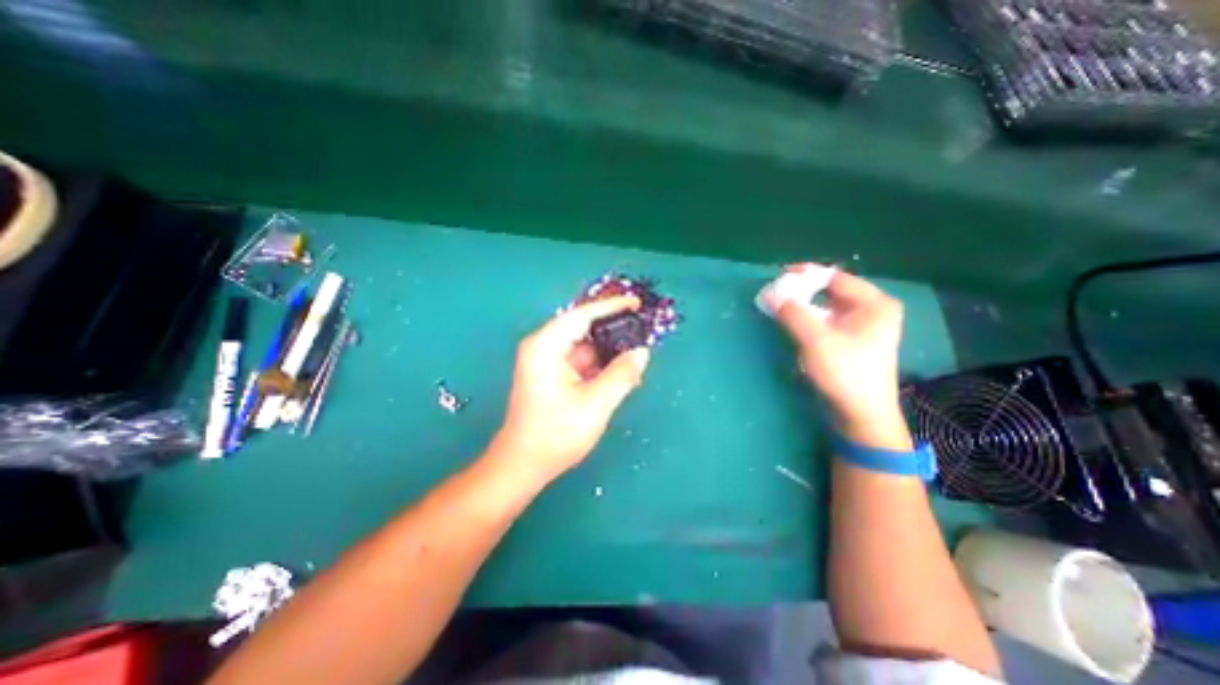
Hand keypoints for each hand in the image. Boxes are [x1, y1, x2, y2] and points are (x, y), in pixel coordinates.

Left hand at [492, 295, 652, 480]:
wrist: (523, 465)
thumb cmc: (555, 435)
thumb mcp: (595, 404)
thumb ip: (622, 375)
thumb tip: (642, 352)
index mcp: (546, 346)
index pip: (582, 315)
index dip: (611, 307)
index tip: (636, 303)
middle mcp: (544, 347)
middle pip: (583, 327)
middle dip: (613, 329)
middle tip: (643, 330)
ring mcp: (548, 362)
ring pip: (585, 345)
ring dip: (609, 349)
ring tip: (638, 352)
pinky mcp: (554, 375)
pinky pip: (582, 361)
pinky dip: (602, 364)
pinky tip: (622, 370)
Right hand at [770, 269, 903, 438]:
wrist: (861, 414)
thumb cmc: (845, 373)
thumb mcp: (816, 340)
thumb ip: (792, 313)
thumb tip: (770, 293)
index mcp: (874, 304)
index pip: (835, 278)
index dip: (807, 275)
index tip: (780, 276)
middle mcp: (872, 310)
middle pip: (831, 291)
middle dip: (803, 291)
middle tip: (777, 293)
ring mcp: (863, 327)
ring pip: (827, 307)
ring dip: (804, 306)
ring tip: (781, 306)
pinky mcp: (853, 341)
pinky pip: (827, 321)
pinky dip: (809, 319)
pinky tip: (794, 324)